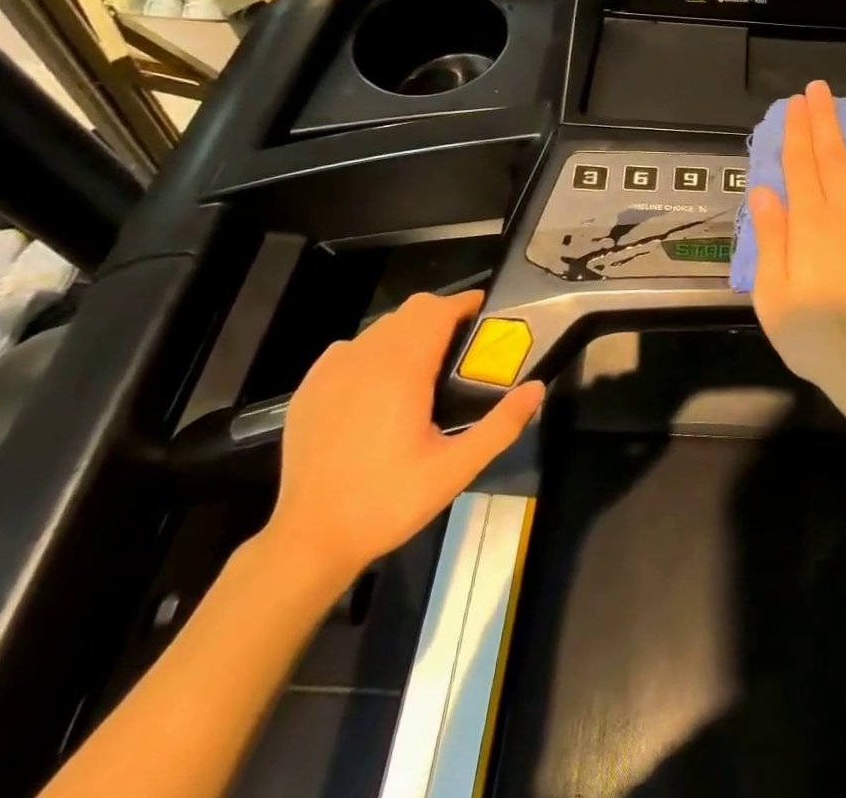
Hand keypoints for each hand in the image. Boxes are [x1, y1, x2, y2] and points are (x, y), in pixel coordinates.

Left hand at [266, 291, 542, 586]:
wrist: (309, 541)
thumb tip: (536, 388)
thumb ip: (500, 425)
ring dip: (410, 333)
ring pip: (382, 327)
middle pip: (412, 310)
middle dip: (443, 316)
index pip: (438, 310)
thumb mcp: (455, 471)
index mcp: (402, 370)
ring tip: (426, 368)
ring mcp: (333, 369)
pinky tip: (380, 387)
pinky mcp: (310, 386)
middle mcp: (366, 357)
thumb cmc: (387, 503)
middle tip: (464, 347)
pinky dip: (375, 351)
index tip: (487, 315)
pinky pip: (352, 348)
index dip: (466, 305)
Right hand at [746, 81, 845, 385]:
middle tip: (823, 88)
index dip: (797, 131)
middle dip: (827, 120)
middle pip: (836, 158)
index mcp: (810, 224)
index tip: (795, 103)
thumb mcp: (772, 292)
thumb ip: (770, 237)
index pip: (800, 166)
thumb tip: (764, 190)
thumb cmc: (813, 333)